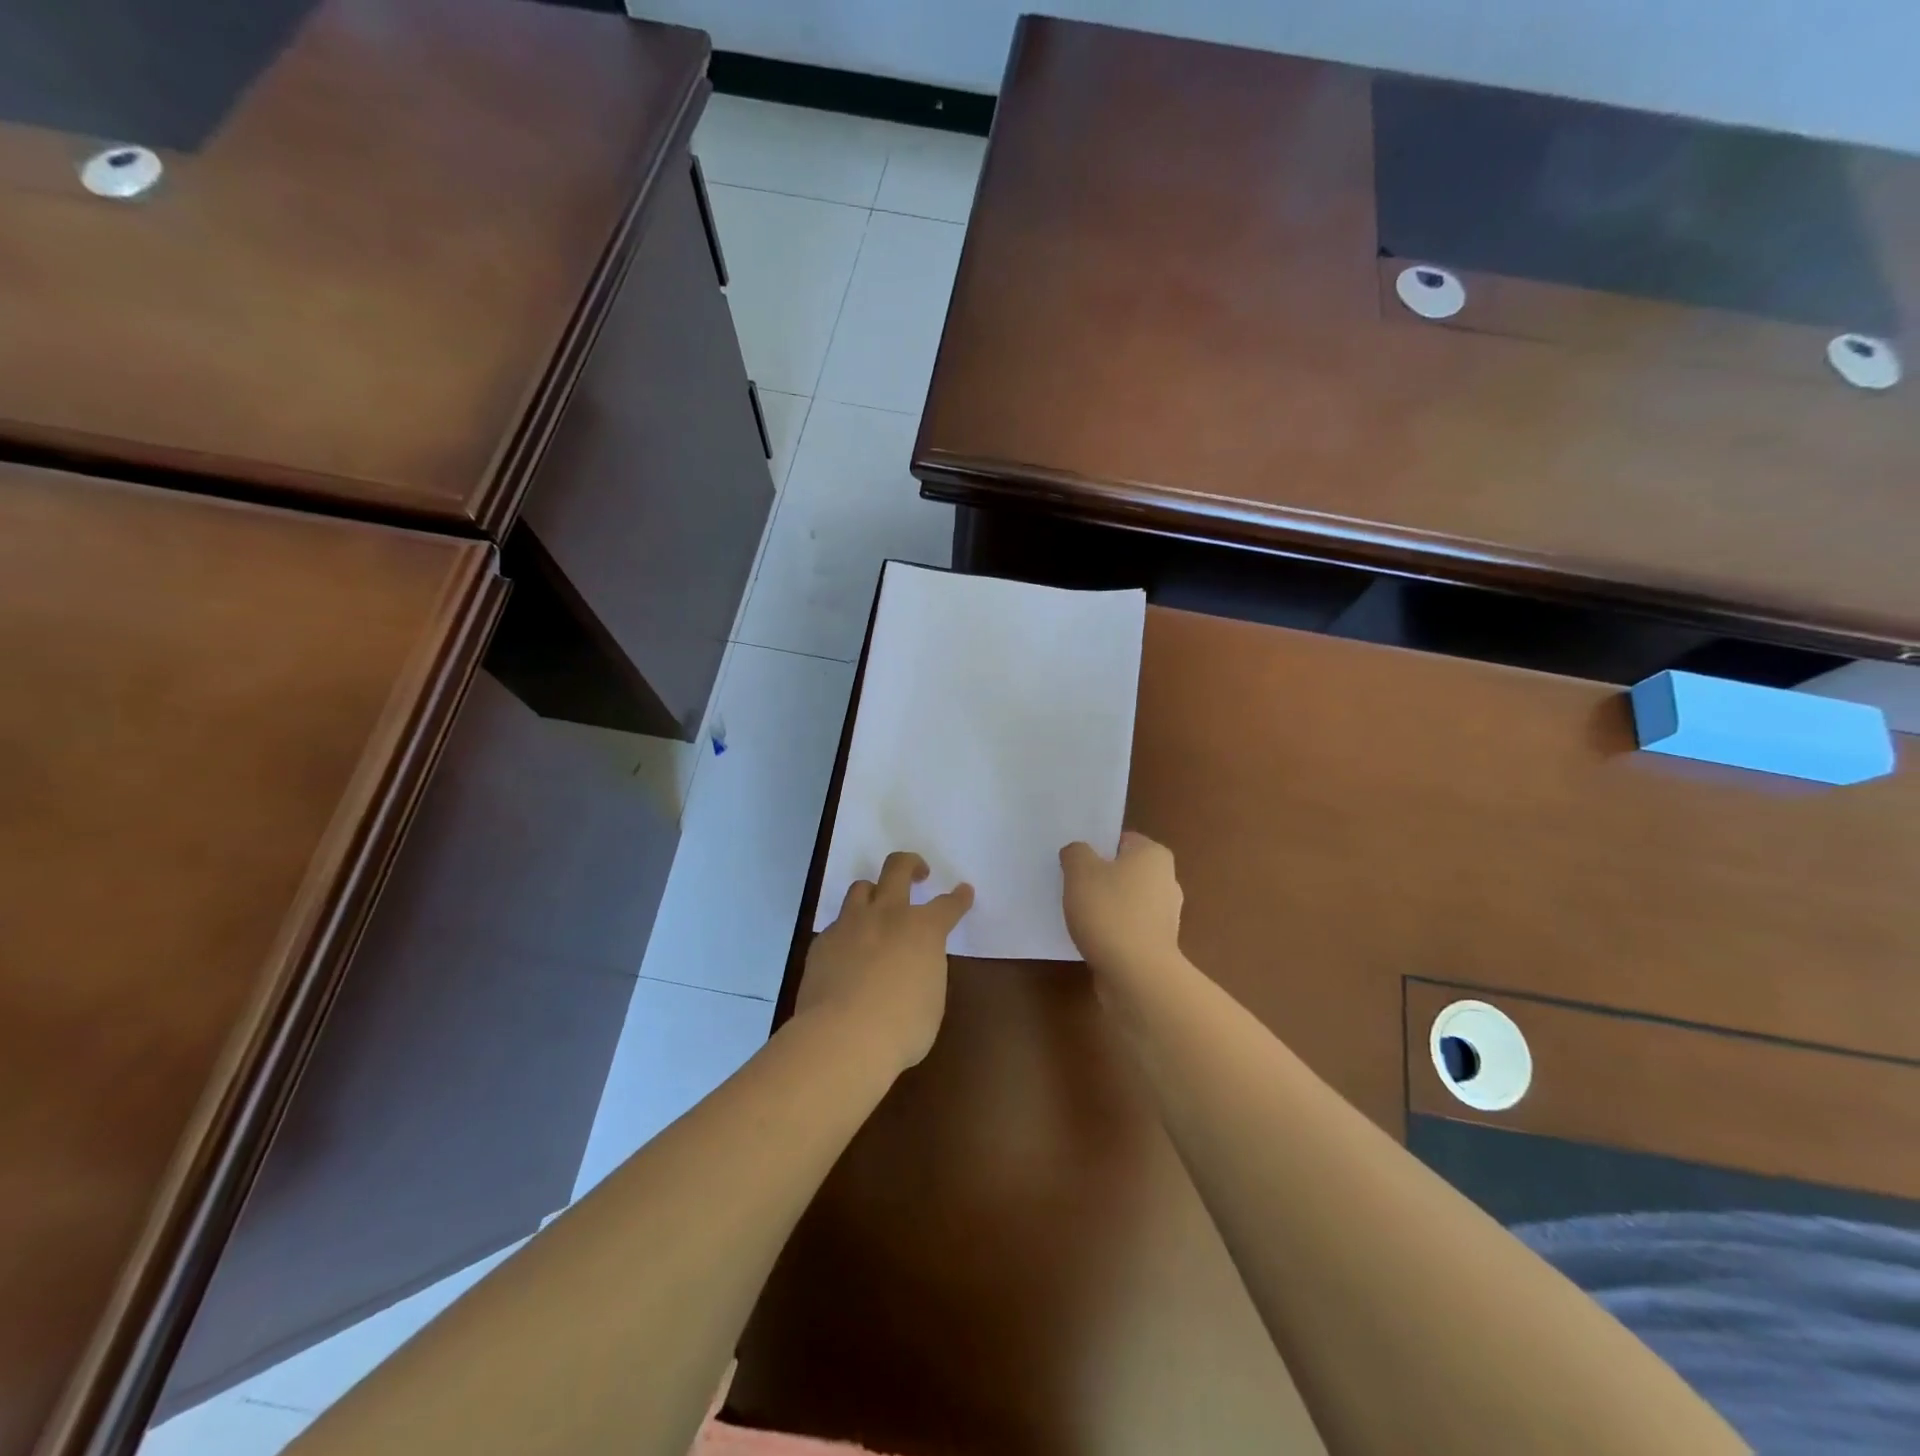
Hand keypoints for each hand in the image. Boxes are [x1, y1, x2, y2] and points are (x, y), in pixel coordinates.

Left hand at [797, 851, 973, 1073]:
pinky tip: (849, 953)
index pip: (947, 905)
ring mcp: (850, 925)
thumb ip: (925, 971)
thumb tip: (915, 966)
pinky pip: (837, 925)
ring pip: (861, 888)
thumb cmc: (902, 1027)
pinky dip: (848, 932)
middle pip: (897, 868)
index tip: (964, 891)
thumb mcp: (931, 999)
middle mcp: (887, 915)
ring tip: (877, 908)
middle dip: (911, 864)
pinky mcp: (822, 943)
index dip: (959, 898)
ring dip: (873, 893)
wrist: (842, 1038)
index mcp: (923, 930)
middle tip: (918, 873)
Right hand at [1060, 831, 1183, 988]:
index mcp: (1153, 855)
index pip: (1121, 840)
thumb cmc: (1109, 912)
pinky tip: (1091, 938)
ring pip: (1126, 901)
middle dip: (1100, 877)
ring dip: (1105, 906)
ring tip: (1077, 915)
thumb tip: (1078, 853)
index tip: (1074, 862)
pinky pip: (1128, 928)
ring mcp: (1165, 915)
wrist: (1136, 975)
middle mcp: (1166, 880)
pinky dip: (1112, 930)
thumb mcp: (1080, 871)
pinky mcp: (1158, 944)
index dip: (1096, 848)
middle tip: (1071, 886)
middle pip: (1124, 871)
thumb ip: (1076, 853)